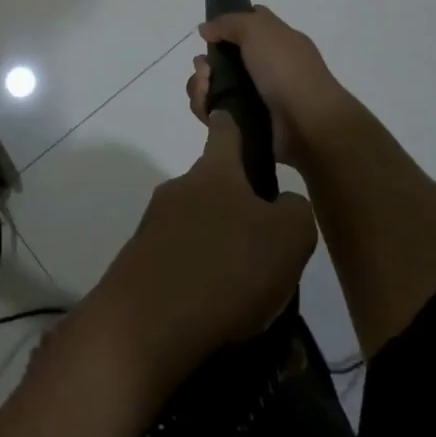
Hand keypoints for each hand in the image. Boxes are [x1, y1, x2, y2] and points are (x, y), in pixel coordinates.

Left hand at [74, 112, 316, 404]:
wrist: (147, 324)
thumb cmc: (226, 267)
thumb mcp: (289, 236)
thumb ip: (295, 211)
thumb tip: (283, 205)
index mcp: (214, 173)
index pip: (224, 133)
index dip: (230, 122)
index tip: (226, 112)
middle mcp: (179, 190)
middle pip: (212, 187)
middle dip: (237, 208)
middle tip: (267, 245)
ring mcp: (154, 226)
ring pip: (197, 228)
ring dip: (220, 249)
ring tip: (250, 293)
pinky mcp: (140, 263)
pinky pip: (182, 263)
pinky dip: (202, 280)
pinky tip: (221, 315)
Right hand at [186, 7, 352, 167]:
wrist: (308, 124)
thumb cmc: (286, 70)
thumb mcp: (259, 30)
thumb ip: (229, 23)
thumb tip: (205, 29)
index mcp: (275, 42)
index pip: (247, 25)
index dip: (227, 25)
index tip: (210, 34)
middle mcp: (264, 67)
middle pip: (221, 59)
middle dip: (204, 63)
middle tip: (205, 70)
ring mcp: (254, 96)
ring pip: (213, 86)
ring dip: (200, 86)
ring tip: (205, 91)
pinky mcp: (244, 123)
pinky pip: (215, 113)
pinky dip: (206, 109)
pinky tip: (209, 110)